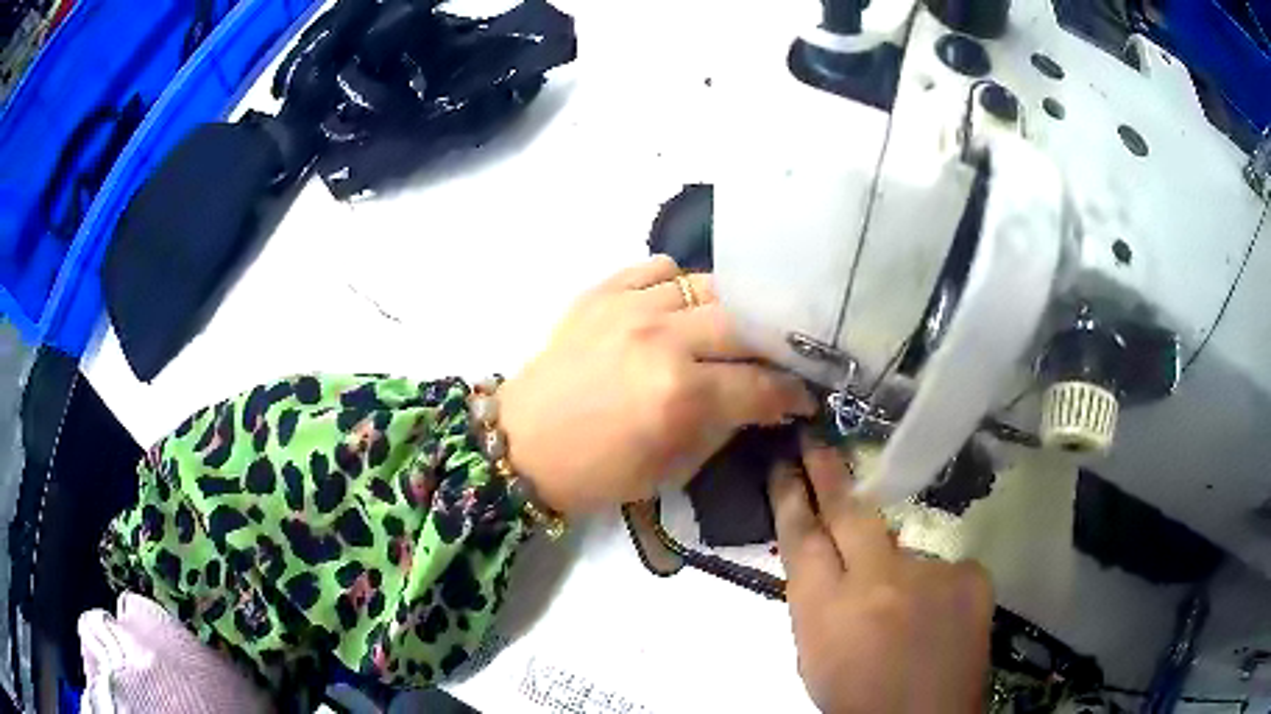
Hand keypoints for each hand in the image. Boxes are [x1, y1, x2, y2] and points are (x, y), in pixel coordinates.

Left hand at [497, 256, 814, 514]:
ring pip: (707, 286)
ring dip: (731, 310)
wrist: (521, 444)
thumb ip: (726, 427)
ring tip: (733, 330)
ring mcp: (630, 306)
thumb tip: (764, 403)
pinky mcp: (602, 291)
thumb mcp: (673, 469)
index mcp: (679, 395)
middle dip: (773, 345)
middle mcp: (661, 339)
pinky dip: (679, 284)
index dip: (793, 393)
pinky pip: (659, 268)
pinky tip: (680, 307)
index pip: (761, 384)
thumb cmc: (597, 472)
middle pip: (745, 324)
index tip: (806, 396)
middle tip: (778, 359)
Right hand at [771, 438, 993, 713]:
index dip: (790, 495)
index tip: (785, 461)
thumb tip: (823, 556)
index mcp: (827, 609)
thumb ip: (816, 600)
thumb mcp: (814, 654)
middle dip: (828, 472)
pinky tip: (936, 622)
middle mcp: (879, 580)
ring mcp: (931, 573)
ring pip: (901, 547)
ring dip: (894, 568)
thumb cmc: (855, 697)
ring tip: (901, 613)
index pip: (802, 536)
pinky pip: (941, 567)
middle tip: (816, 439)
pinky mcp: (970, 574)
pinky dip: (934, 588)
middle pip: (849, 512)